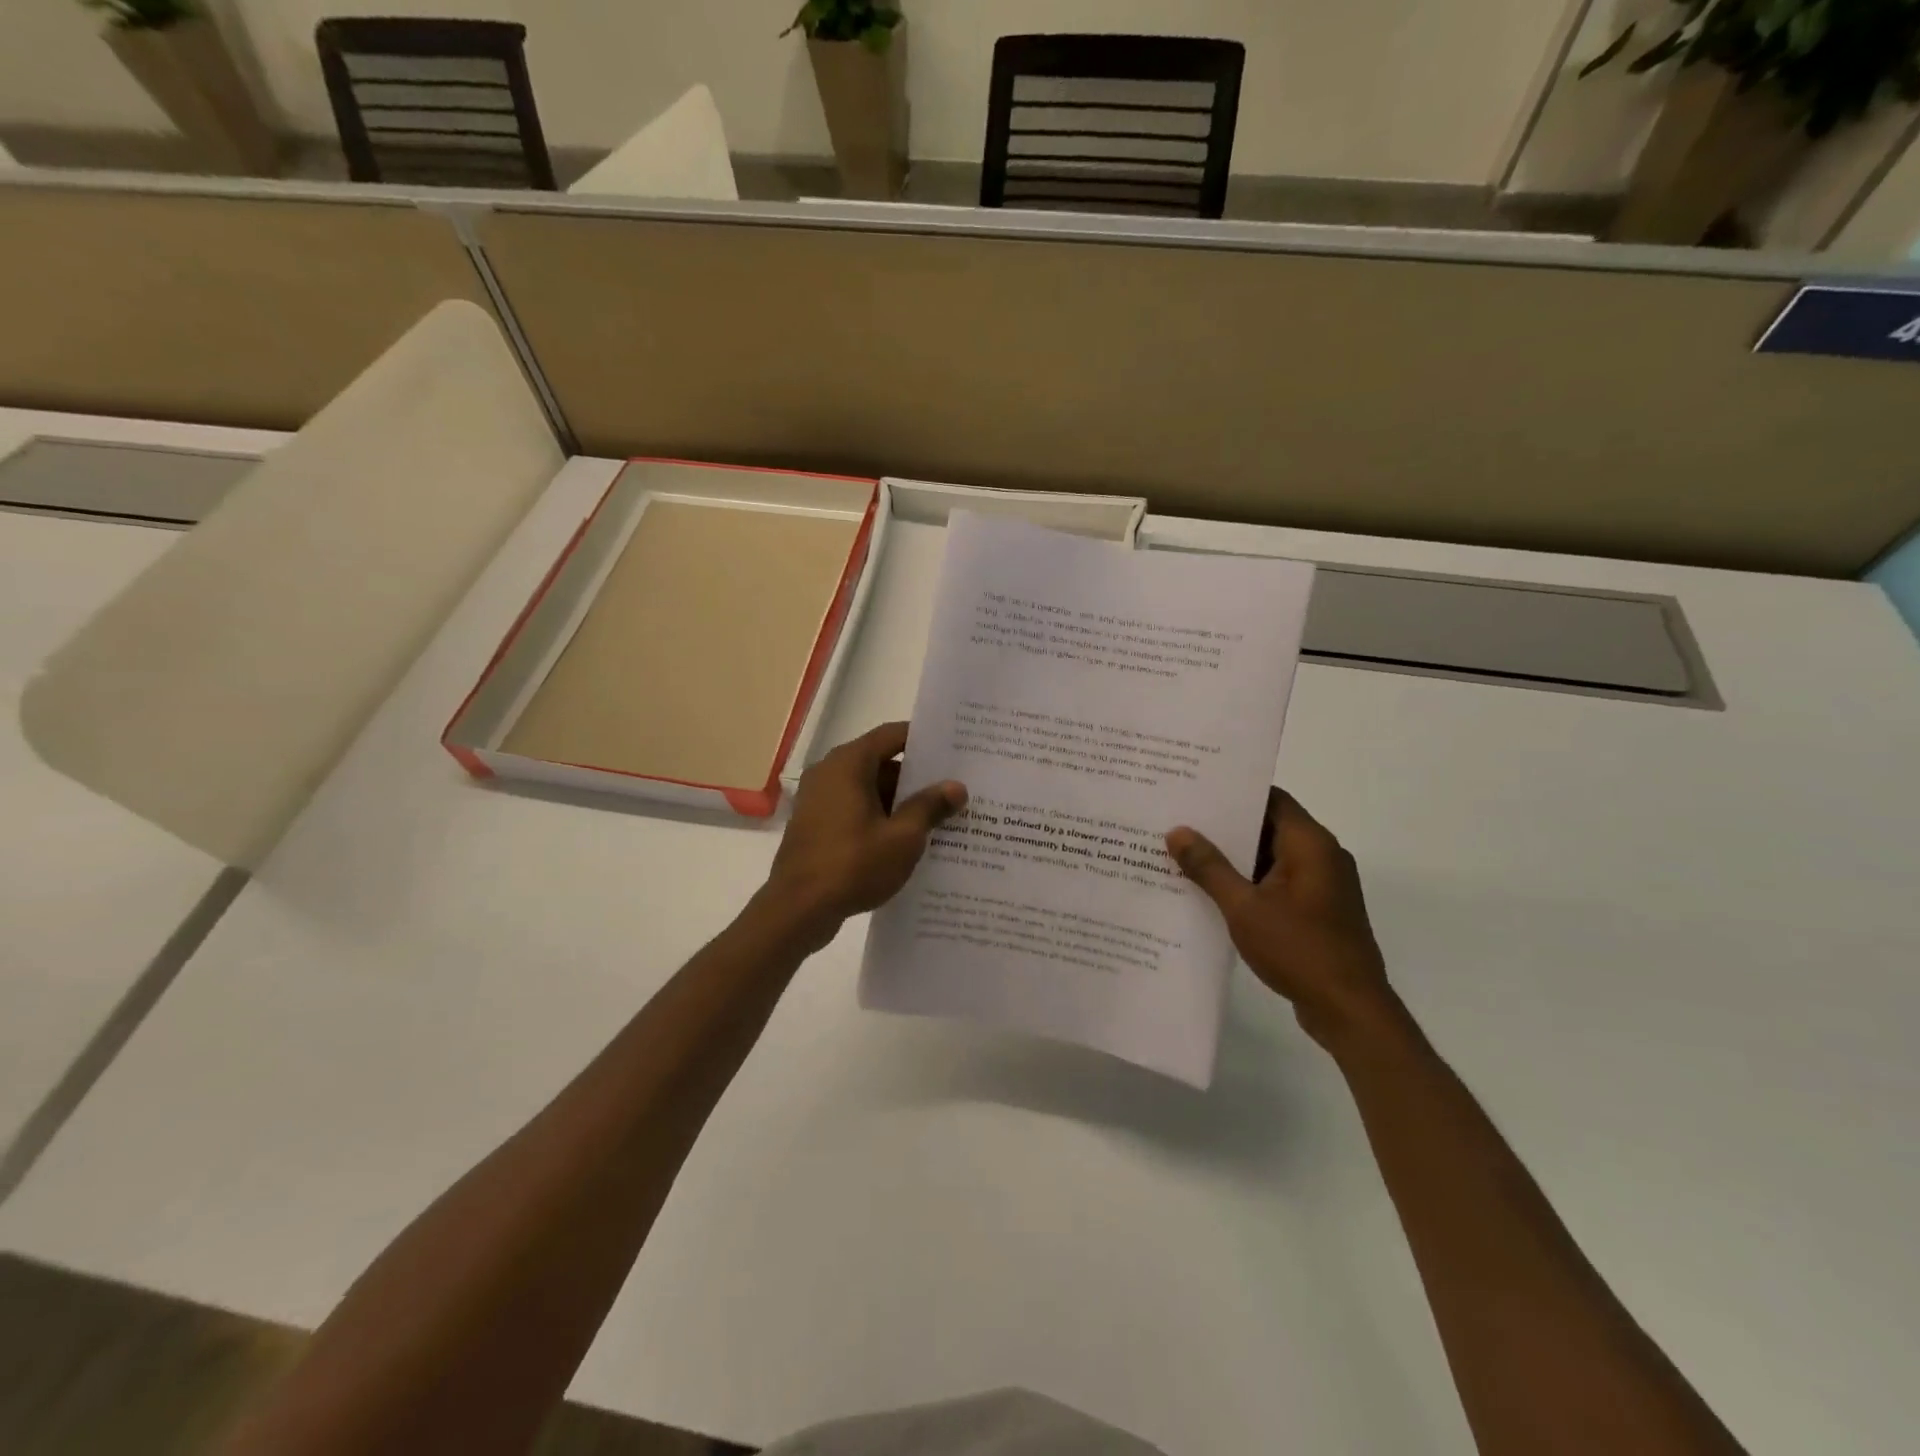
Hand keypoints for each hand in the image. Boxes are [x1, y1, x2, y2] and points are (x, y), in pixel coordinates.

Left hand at [763, 722, 965, 940]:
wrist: (797, 910)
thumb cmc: (853, 865)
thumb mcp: (903, 837)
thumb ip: (929, 807)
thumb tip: (956, 787)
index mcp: (848, 764)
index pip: (892, 735)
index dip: (923, 739)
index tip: (953, 748)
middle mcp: (829, 773)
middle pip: (880, 763)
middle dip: (916, 778)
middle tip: (952, 789)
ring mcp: (818, 800)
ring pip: (867, 789)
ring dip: (898, 802)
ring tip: (937, 818)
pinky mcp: (815, 825)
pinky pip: (854, 810)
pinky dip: (878, 818)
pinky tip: (905, 840)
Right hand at [1167, 789, 1397, 1048]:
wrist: (1350, 1011)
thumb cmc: (1299, 950)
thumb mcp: (1244, 907)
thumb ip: (1209, 867)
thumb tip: (1178, 831)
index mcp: (1310, 844)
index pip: (1270, 798)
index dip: (1233, 791)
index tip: (1194, 789)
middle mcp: (1321, 855)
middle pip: (1268, 826)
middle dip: (1225, 826)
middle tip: (1178, 820)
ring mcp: (1322, 885)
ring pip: (1271, 856)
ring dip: (1234, 857)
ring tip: (1185, 852)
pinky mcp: (1317, 910)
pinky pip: (1277, 882)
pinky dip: (1248, 881)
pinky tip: (1211, 890)